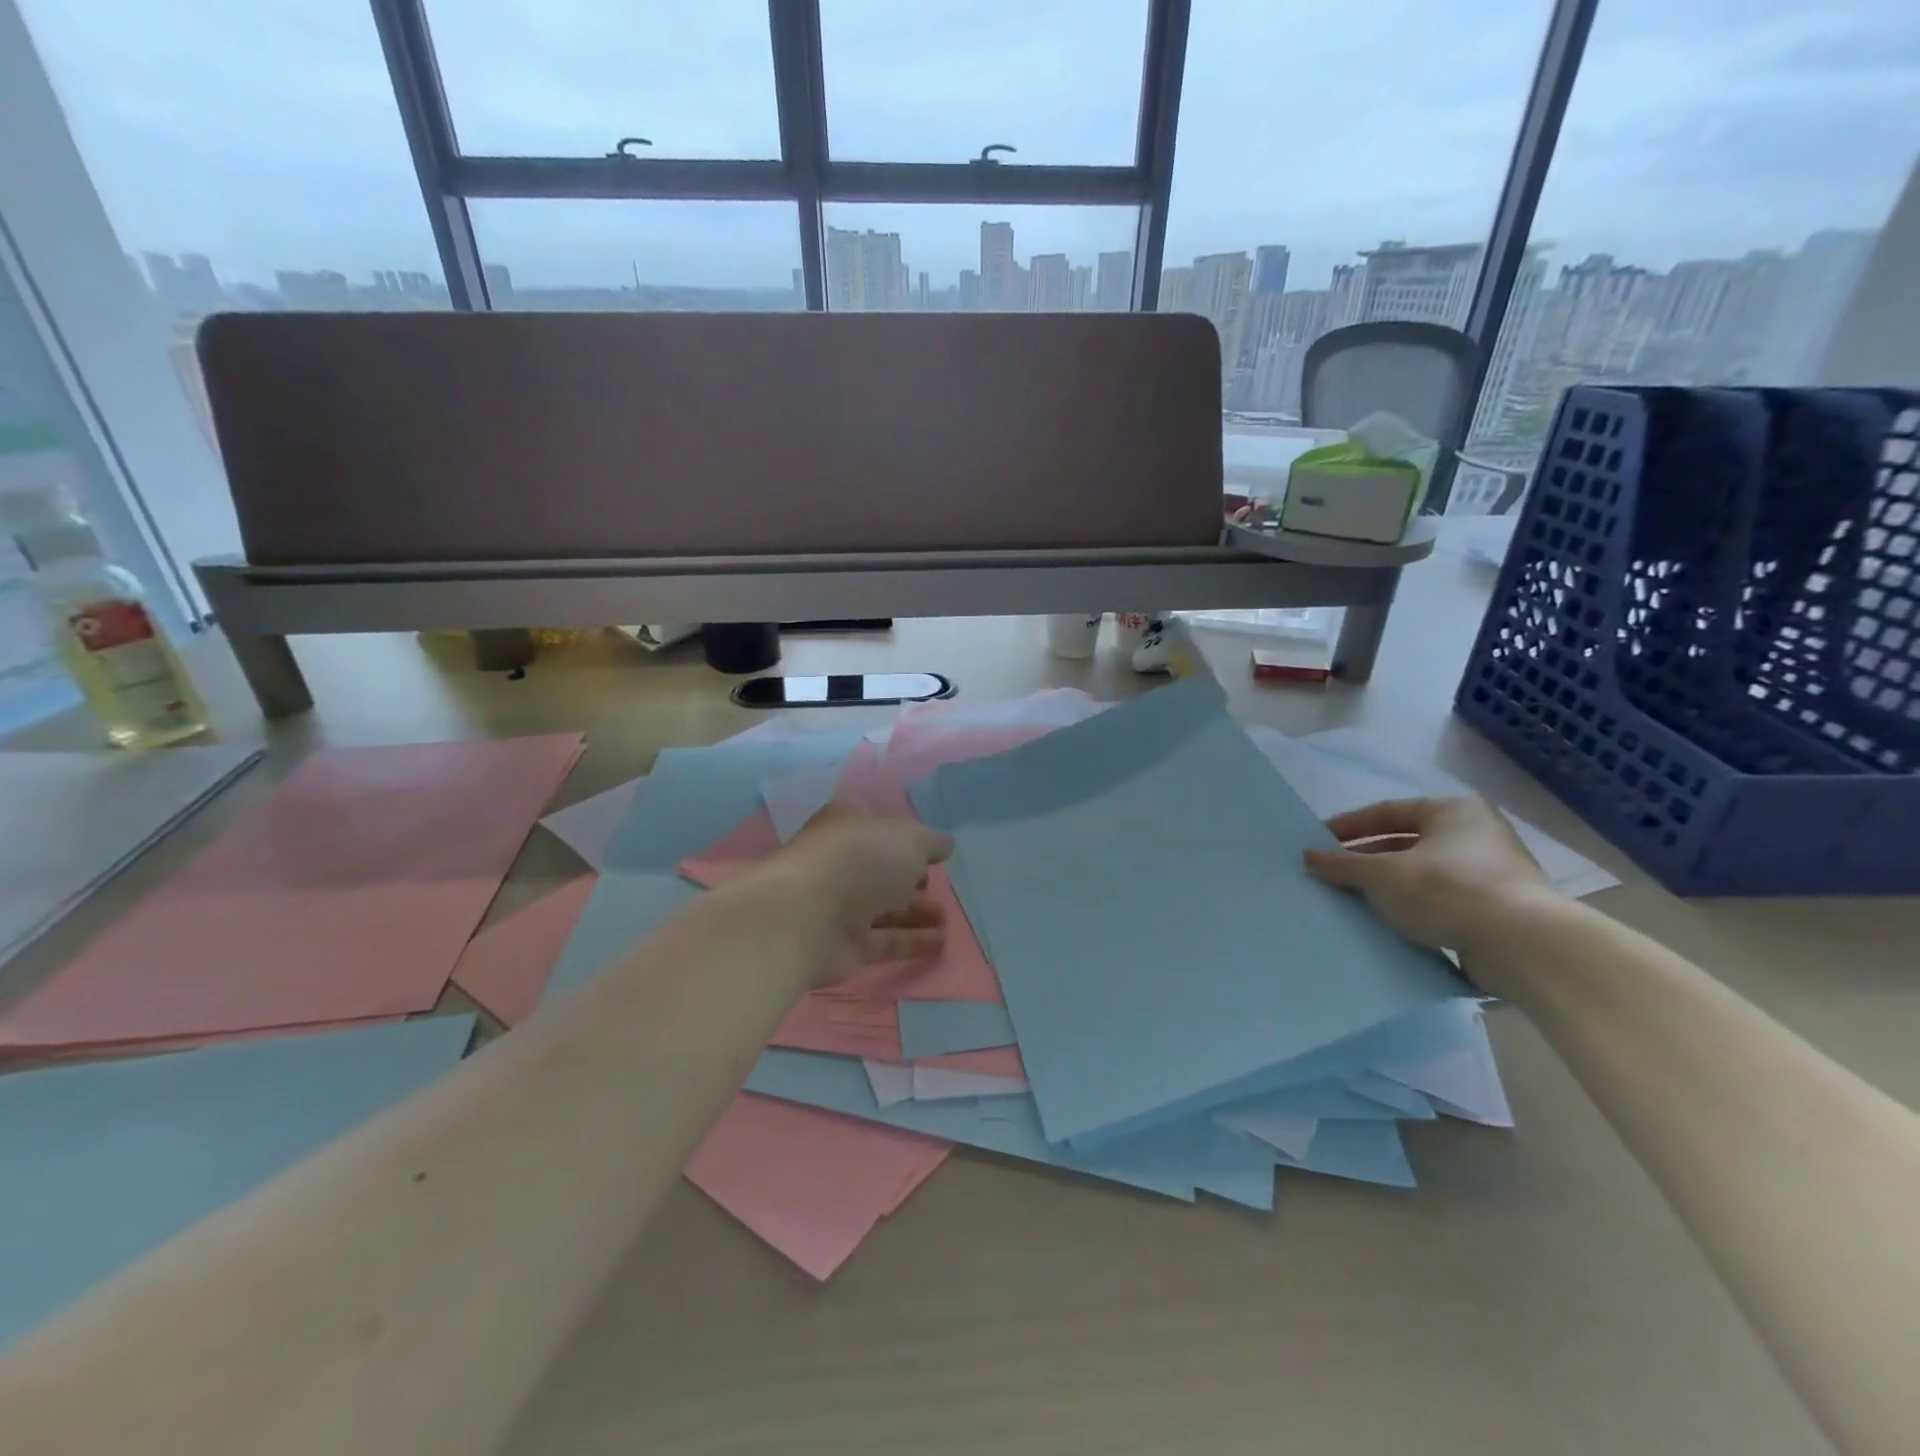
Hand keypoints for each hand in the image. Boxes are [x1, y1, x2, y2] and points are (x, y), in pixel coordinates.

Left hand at [765, 799, 953, 980]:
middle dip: (912, 879)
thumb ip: (931, 842)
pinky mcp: (846, 944)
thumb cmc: (860, 859)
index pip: (878, 825)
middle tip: (942, 887)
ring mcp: (841, 904)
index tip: (931, 850)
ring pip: (886, 908)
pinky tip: (941, 943)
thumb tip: (945, 846)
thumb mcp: (908, 838)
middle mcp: (842, 861)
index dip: (904, 836)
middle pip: (882, 870)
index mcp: (848, 824)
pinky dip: (912, 942)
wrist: (807, 917)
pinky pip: (886, 941)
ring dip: (917, 913)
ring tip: (948, 919)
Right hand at [1302, 796, 1554, 958]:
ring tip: (1352, 900)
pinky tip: (1387, 923)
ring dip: (1387, 886)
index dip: (1349, 826)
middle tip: (1331, 873)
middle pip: (1405, 842)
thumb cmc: (1448, 890)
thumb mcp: (1383, 875)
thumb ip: (1343, 865)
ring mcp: (1490, 873)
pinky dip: (1412, 909)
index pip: (1387, 811)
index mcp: (1452, 811)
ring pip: (1421, 874)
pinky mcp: (1496, 910)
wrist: (1524, 946)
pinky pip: (1440, 901)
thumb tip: (1308, 857)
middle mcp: (1475, 834)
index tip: (1318, 841)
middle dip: (1366, 859)